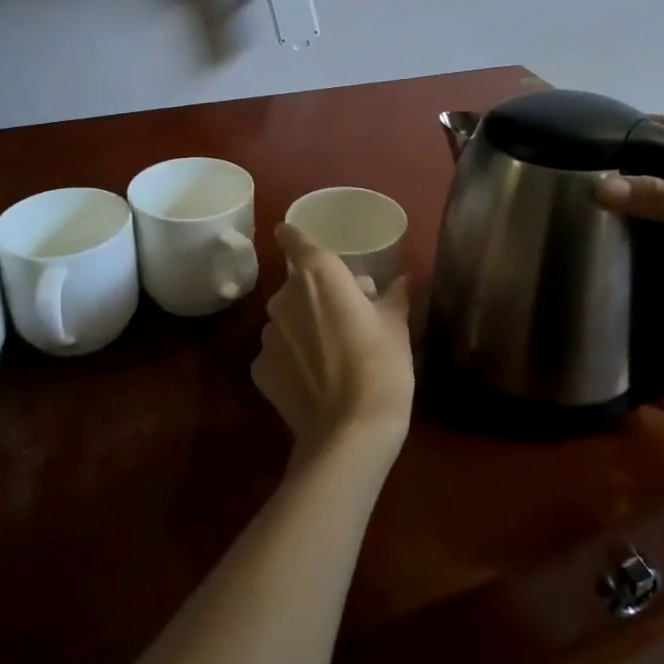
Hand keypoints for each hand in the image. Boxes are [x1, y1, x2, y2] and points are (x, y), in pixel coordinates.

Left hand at [254, 224, 414, 457]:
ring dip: (304, 325)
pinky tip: (314, 378)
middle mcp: (285, 297)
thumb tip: (403, 278)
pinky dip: (292, 357)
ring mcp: (268, 336)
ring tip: (331, 352)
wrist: (351, 430)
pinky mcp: (260, 370)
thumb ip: (394, 295)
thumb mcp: (396, 325)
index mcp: (319, 275)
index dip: (293, 235)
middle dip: (318, 293)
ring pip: (287, 319)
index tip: (289, 232)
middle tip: (347, 315)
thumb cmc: (381, 364)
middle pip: (298, 284)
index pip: (296, 240)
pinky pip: (278, 352)